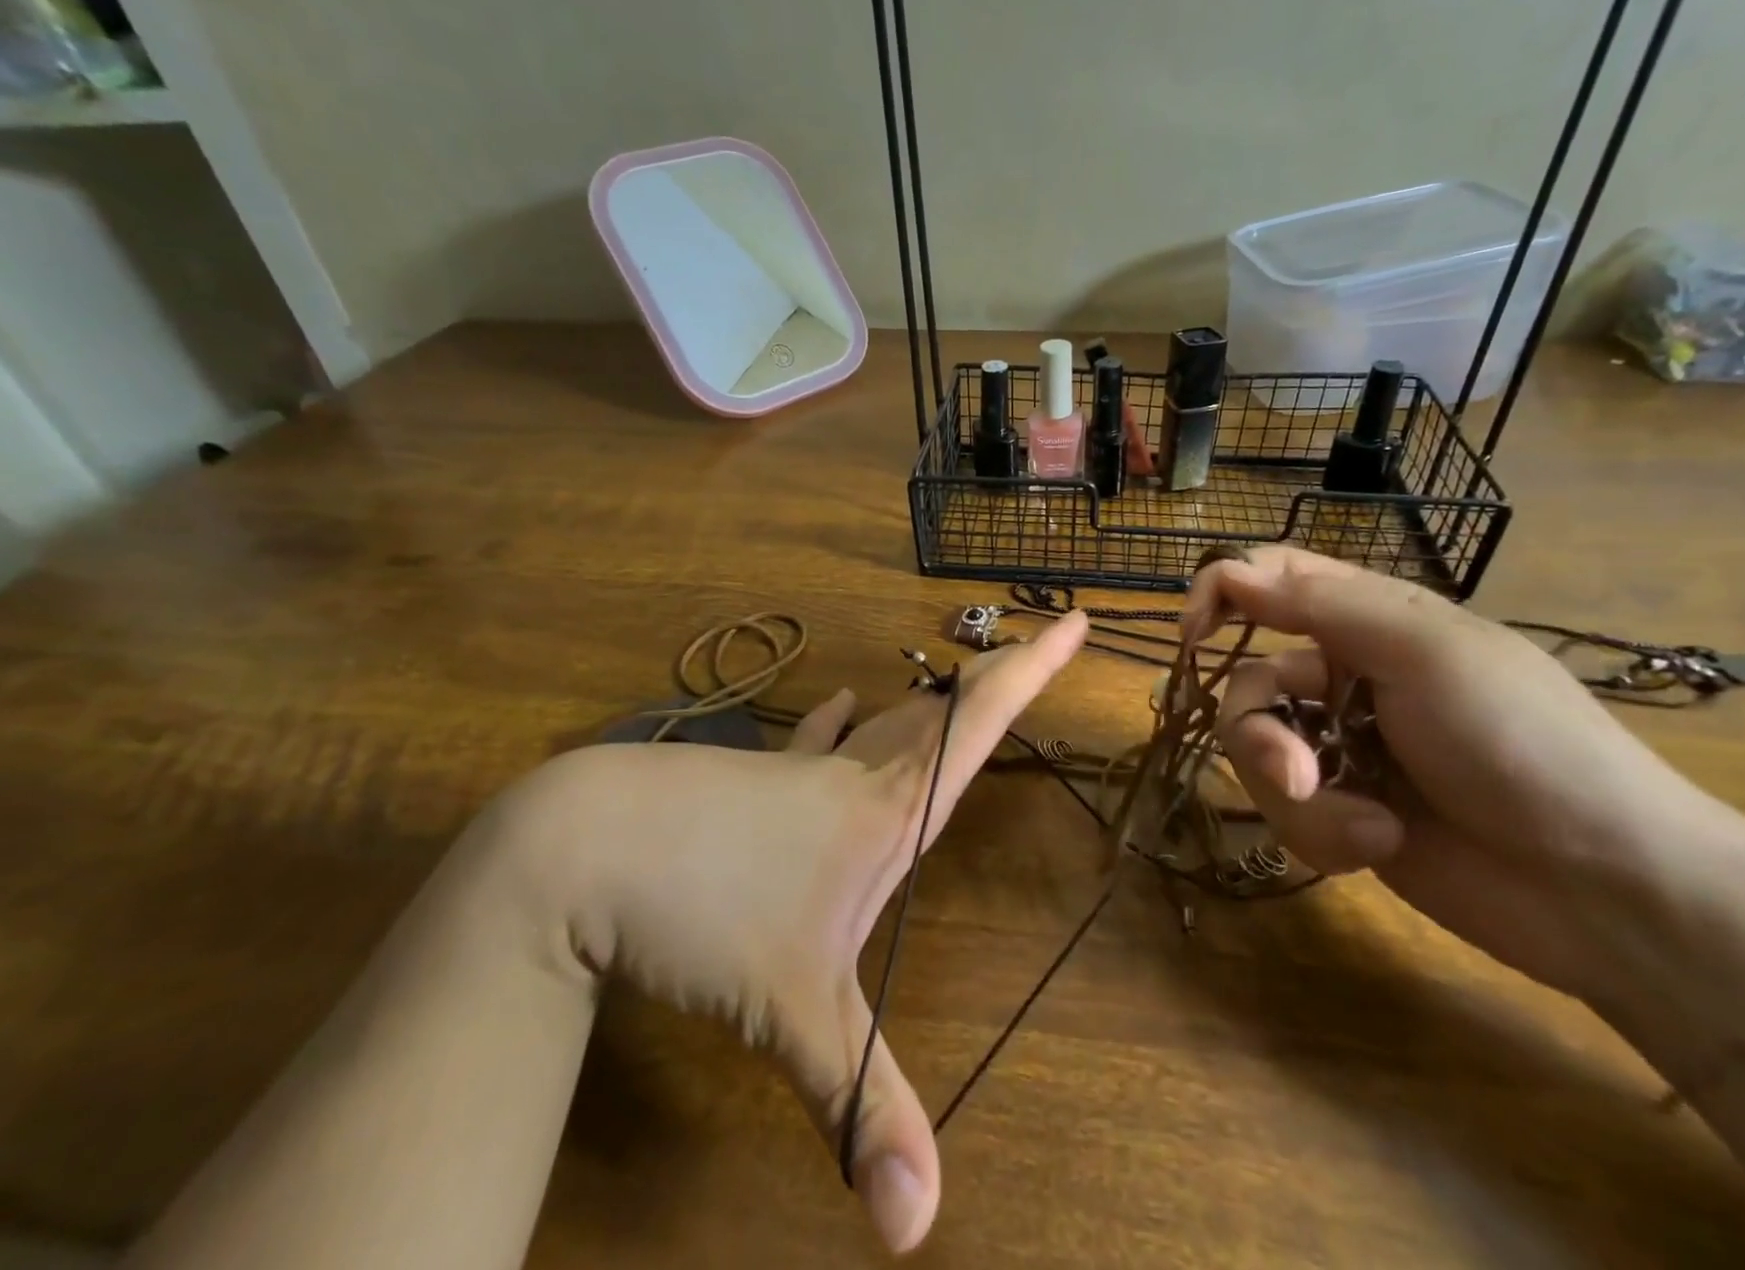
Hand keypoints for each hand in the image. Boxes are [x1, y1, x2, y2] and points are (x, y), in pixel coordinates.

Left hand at [479, 612, 1087, 1253]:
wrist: (582, 846)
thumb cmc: (701, 907)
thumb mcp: (789, 1010)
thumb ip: (858, 1105)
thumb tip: (919, 1230)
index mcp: (884, 807)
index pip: (978, 723)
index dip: (1032, 672)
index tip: (1075, 622)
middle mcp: (853, 776)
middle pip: (943, 713)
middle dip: (998, 679)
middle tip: (1038, 646)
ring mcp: (798, 772)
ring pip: (884, 726)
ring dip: (928, 705)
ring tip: (959, 684)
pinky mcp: (752, 780)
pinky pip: (813, 744)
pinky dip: (834, 724)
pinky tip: (838, 702)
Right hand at [1183, 547, 1744, 1018]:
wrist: (1608, 892)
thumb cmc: (1522, 742)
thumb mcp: (1423, 652)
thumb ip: (1318, 605)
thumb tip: (1228, 572)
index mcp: (1367, 622)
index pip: (1271, 580)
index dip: (1222, 593)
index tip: (1192, 636)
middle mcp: (1344, 679)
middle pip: (1247, 683)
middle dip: (1259, 735)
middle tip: (1296, 773)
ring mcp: (1341, 749)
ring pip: (1257, 753)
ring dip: (1298, 795)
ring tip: (1364, 828)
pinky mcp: (1341, 813)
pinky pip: (1286, 810)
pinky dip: (1323, 832)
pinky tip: (1380, 846)